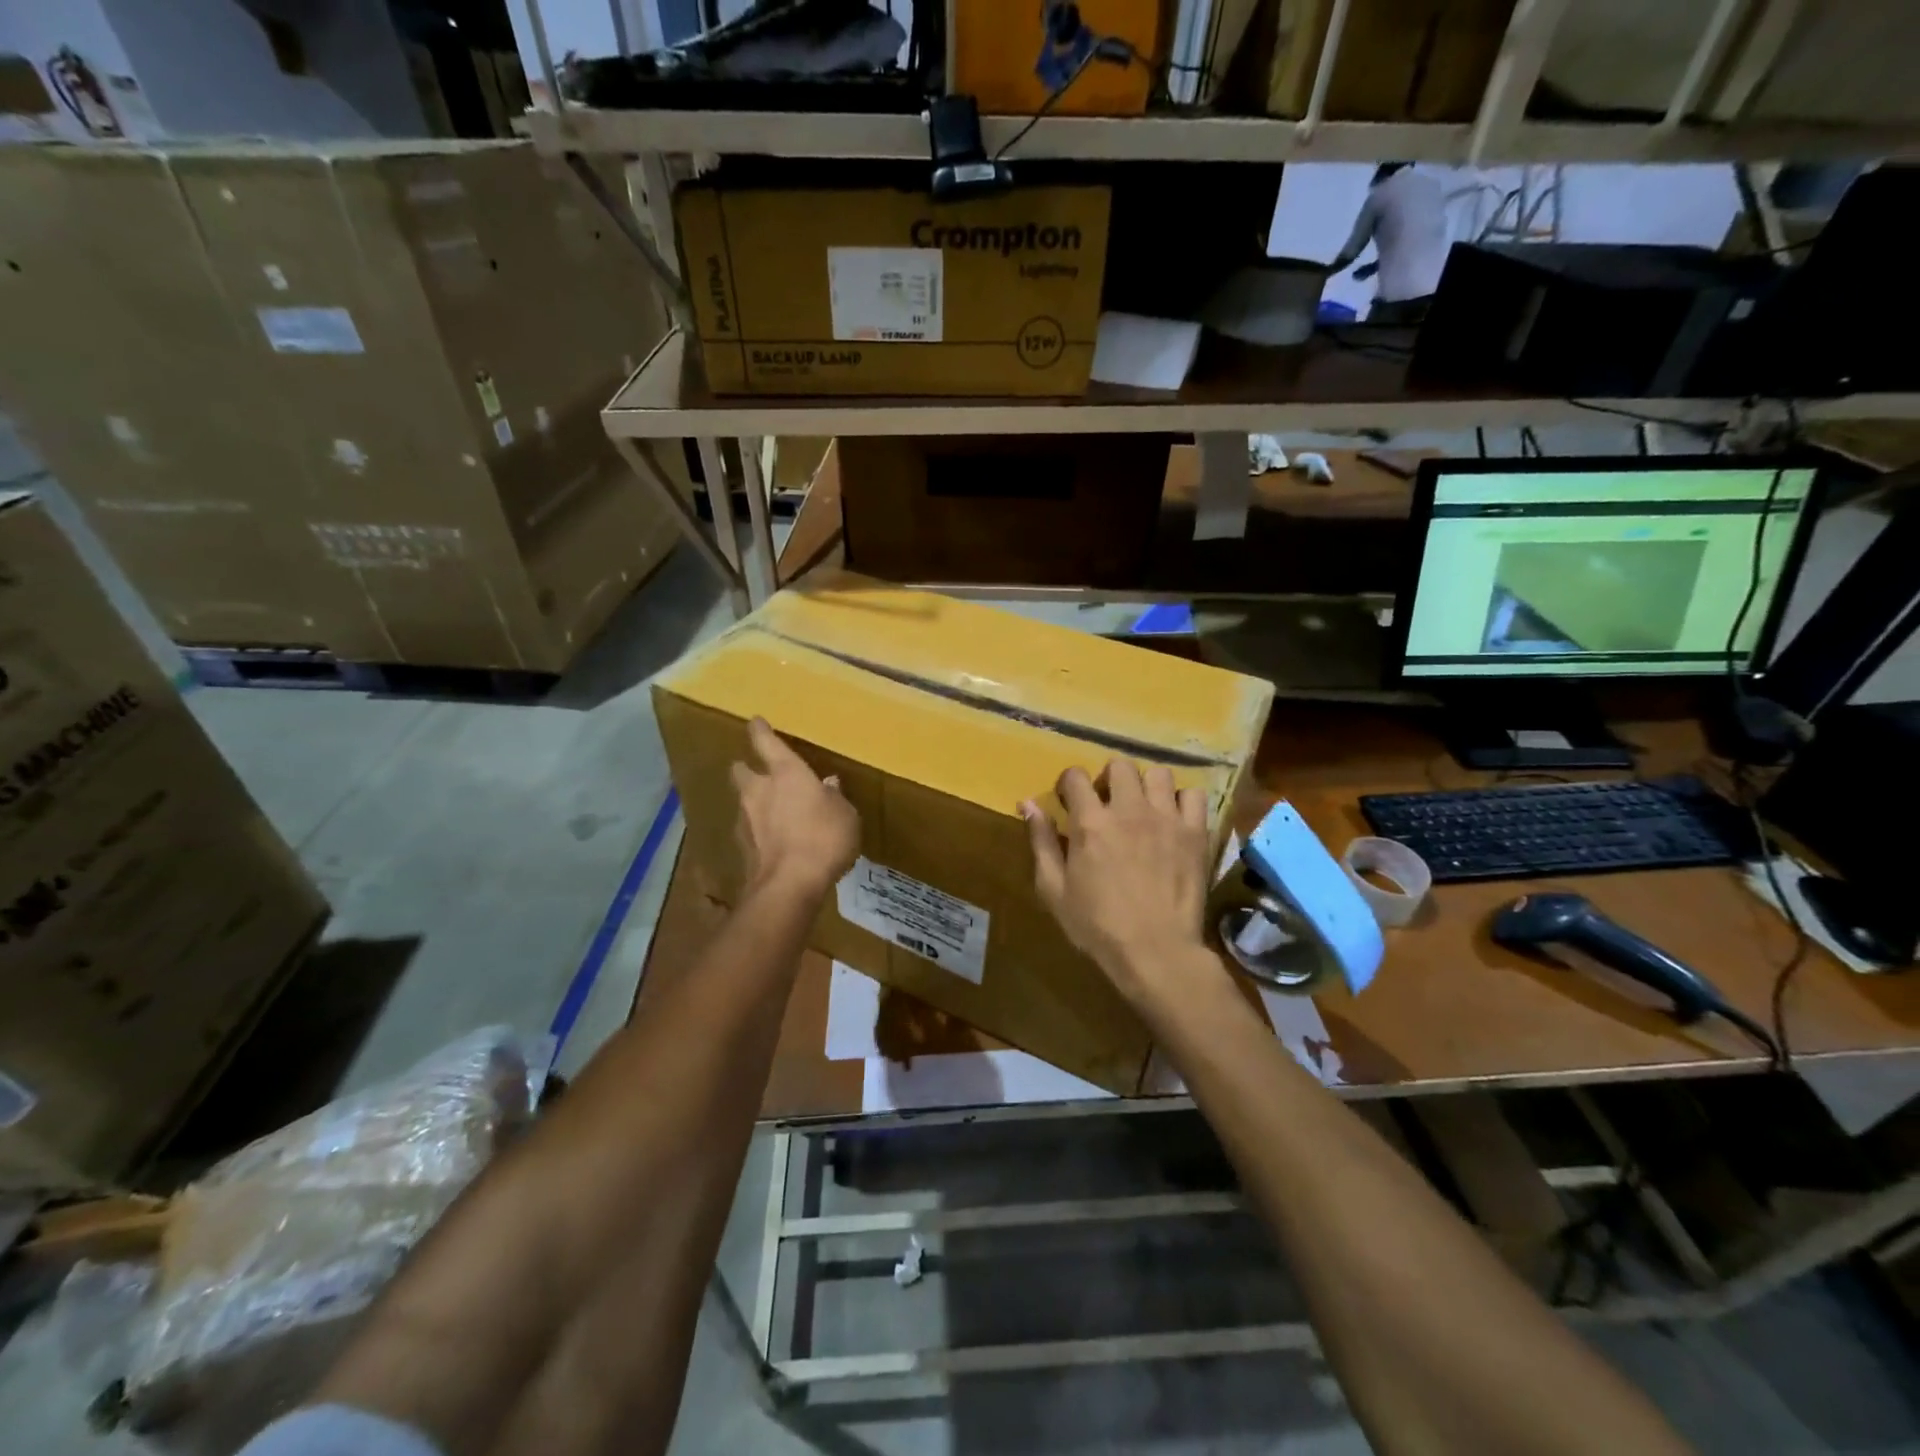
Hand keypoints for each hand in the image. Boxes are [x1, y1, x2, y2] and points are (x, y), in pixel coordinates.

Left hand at [731, 718, 859, 900]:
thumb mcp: (844, 814)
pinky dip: (759, 832)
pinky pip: (750, 831)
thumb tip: (828, 785)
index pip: (766, 742)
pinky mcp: (742, 848)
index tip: (755, 722)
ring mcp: (746, 820)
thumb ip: (834, 797)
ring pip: (744, 802)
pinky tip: (773, 841)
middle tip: (759, 773)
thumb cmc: (824, 838)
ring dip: (755, 804)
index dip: (760, 731)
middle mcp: (759, 790)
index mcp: (786, 773)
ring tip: (773, 813)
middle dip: (748, 769)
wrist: (789, 885)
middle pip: (742, 771)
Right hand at [1023, 761, 1213, 1006]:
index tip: (1070, 801)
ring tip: (1142, 808)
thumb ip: (1041, 842)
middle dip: (1108, 779)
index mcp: (1090, 822)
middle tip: (1107, 805)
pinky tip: (1173, 820)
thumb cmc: (1097, 925)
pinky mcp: (1195, 832)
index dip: (1069, 784)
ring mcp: (1166, 818)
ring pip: (1158, 773)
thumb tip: (1028, 804)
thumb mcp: (1054, 889)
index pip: (1075, 775)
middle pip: (1119, 765)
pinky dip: (1181, 802)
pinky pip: (1193, 795)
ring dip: (1146, 785)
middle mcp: (1128, 810)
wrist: (1156, 951)